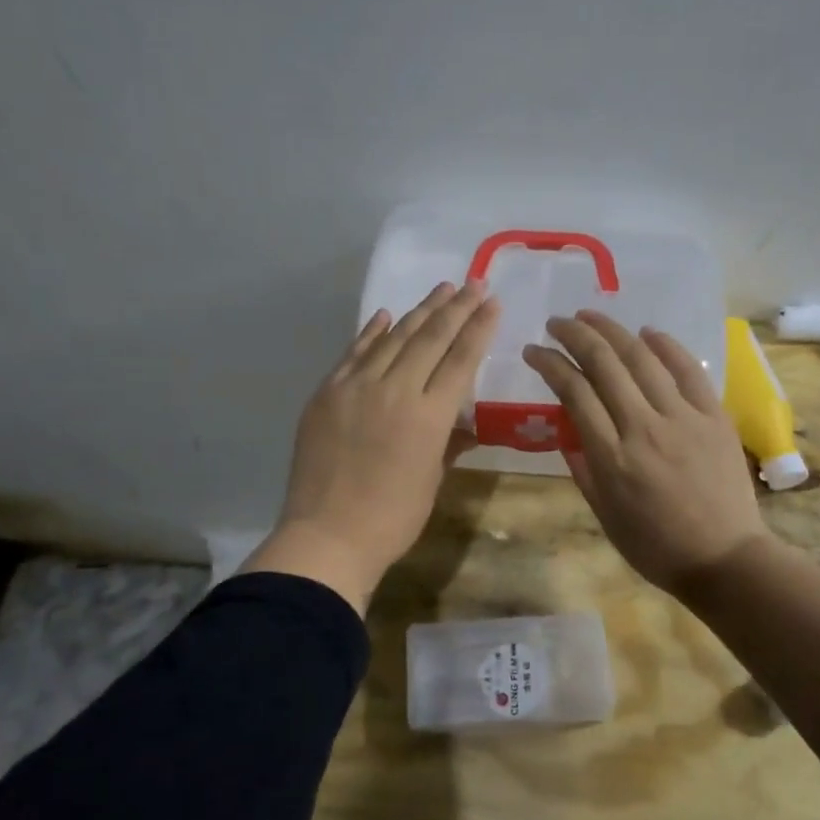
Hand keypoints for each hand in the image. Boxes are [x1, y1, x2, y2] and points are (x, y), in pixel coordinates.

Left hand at [241, 281, 500, 612]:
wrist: (326, 536)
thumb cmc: (392, 519)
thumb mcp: (432, 481)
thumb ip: (448, 444)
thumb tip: (460, 424)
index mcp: (428, 416)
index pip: (461, 359)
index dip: (479, 328)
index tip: (492, 302)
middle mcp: (394, 390)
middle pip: (430, 338)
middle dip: (456, 307)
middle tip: (473, 282)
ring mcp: (356, 387)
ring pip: (393, 337)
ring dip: (419, 311)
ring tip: (441, 289)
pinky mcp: (327, 392)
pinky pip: (354, 353)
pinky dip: (372, 332)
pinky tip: (386, 315)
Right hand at [524, 310, 769, 598]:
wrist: (725, 559)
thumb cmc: (657, 546)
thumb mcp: (605, 516)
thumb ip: (582, 469)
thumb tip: (566, 431)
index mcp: (612, 457)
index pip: (573, 392)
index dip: (549, 364)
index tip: (533, 350)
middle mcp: (643, 428)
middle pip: (604, 364)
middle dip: (574, 335)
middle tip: (556, 322)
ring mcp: (683, 418)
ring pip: (642, 358)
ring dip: (612, 330)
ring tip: (590, 315)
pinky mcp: (714, 416)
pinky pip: (688, 370)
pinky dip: (666, 346)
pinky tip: (647, 332)